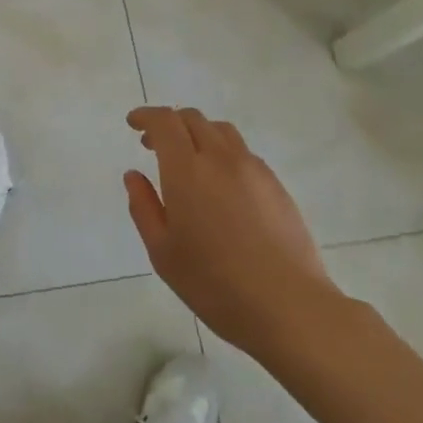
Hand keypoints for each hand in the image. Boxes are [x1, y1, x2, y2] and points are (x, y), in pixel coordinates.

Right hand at [124, 107, 340, 360]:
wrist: (289, 307)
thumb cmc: (214, 284)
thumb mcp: (163, 252)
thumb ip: (143, 207)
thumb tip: (134, 176)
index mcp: (187, 170)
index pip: (164, 121)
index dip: (146, 115)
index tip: (133, 124)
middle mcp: (220, 158)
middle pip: (193, 118)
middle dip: (170, 123)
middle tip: (154, 145)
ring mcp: (253, 169)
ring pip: (221, 131)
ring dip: (198, 133)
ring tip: (189, 161)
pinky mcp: (276, 185)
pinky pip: (243, 153)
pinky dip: (223, 153)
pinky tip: (221, 185)